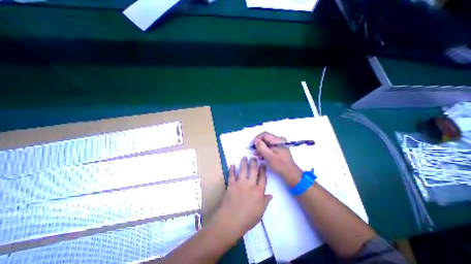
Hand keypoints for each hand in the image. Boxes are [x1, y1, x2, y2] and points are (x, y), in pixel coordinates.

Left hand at [213, 157, 274, 241]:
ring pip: (243, 170)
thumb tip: (270, 195)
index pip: (262, 178)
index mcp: (259, 191)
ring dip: (243, 162)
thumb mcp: (260, 212)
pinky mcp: (231, 184)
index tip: (262, 164)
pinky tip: (232, 164)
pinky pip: (231, 175)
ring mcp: (240, 183)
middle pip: (253, 171)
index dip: (263, 170)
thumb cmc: (248, 218)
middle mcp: (250, 185)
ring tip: (244, 157)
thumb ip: (265, 202)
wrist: (231, 220)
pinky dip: (231, 169)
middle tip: (253, 157)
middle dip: (254, 163)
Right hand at [254, 131, 300, 184]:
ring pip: (267, 144)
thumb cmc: (280, 164)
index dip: (257, 139)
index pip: (265, 135)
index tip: (253, 145)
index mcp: (278, 140)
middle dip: (259, 145)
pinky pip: (269, 148)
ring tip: (257, 156)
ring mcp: (279, 145)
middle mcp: (279, 140)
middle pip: (266, 139)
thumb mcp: (269, 156)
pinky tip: (262, 157)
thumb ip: (261, 147)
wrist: (290, 173)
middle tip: (254, 152)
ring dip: (261, 149)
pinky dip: (265, 151)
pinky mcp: (279, 150)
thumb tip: (256, 140)